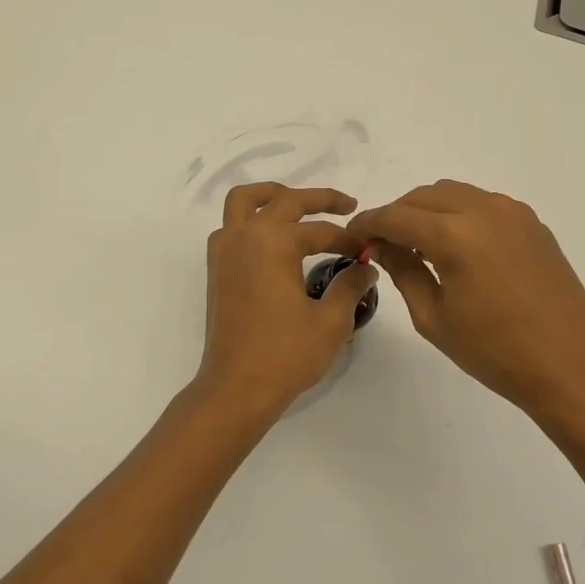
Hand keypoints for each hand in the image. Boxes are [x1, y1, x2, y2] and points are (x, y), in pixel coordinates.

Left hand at [195, 183, 378, 420]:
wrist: (236, 387)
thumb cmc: (285, 354)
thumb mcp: (331, 321)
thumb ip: (350, 285)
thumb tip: (366, 268)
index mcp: (273, 242)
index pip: (321, 230)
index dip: (349, 240)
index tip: (368, 253)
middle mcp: (245, 236)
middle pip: (284, 200)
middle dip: (319, 198)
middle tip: (347, 205)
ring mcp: (225, 250)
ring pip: (244, 201)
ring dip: (272, 195)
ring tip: (298, 204)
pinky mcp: (216, 268)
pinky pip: (231, 226)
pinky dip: (250, 219)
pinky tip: (271, 238)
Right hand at [348, 179, 584, 422]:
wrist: (573, 365)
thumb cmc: (496, 352)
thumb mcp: (434, 318)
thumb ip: (404, 271)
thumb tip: (383, 245)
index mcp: (455, 235)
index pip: (396, 216)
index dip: (369, 223)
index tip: (353, 235)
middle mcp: (483, 210)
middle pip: (423, 196)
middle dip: (397, 214)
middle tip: (384, 243)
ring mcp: (512, 212)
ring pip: (453, 193)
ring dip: (427, 210)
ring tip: (419, 244)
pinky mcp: (531, 222)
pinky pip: (481, 203)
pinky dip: (458, 213)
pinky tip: (457, 246)